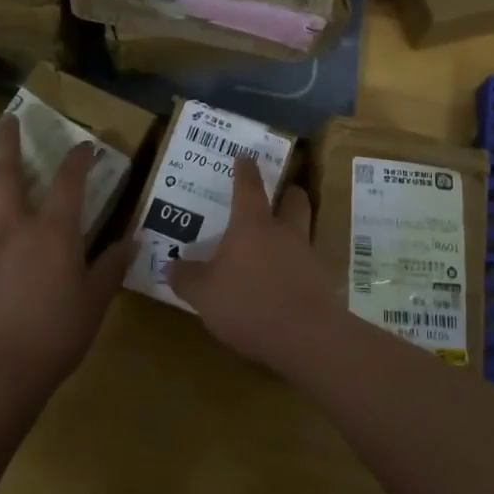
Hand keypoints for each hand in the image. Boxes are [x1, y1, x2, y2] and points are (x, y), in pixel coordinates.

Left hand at [0, 115, 134, 392]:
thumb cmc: (55, 336)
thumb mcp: (95, 302)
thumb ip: (111, 267)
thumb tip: (133, 240)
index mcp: (54, 232)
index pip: (70, 183)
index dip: (79, 160)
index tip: (85, 145)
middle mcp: (13, 226)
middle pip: (10, 174)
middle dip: (10, 142)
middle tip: (8, 118)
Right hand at [169, 154, 344, 368]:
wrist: (307, 336)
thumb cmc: (249, 303)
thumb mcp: (204, 294)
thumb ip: (186, 278)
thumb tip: (171, 265)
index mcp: (253, 225)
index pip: (248, 187)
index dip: (245, 170)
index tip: (245, 157)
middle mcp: (284, 232)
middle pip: (293, 199)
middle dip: (287, 193)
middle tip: (279, 194)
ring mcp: (308, 255)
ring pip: (305, 229)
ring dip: (295, 228)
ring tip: (280, 241)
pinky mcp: (322, 282)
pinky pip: (310, 263)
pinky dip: (299, 265)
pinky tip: (288, 281)